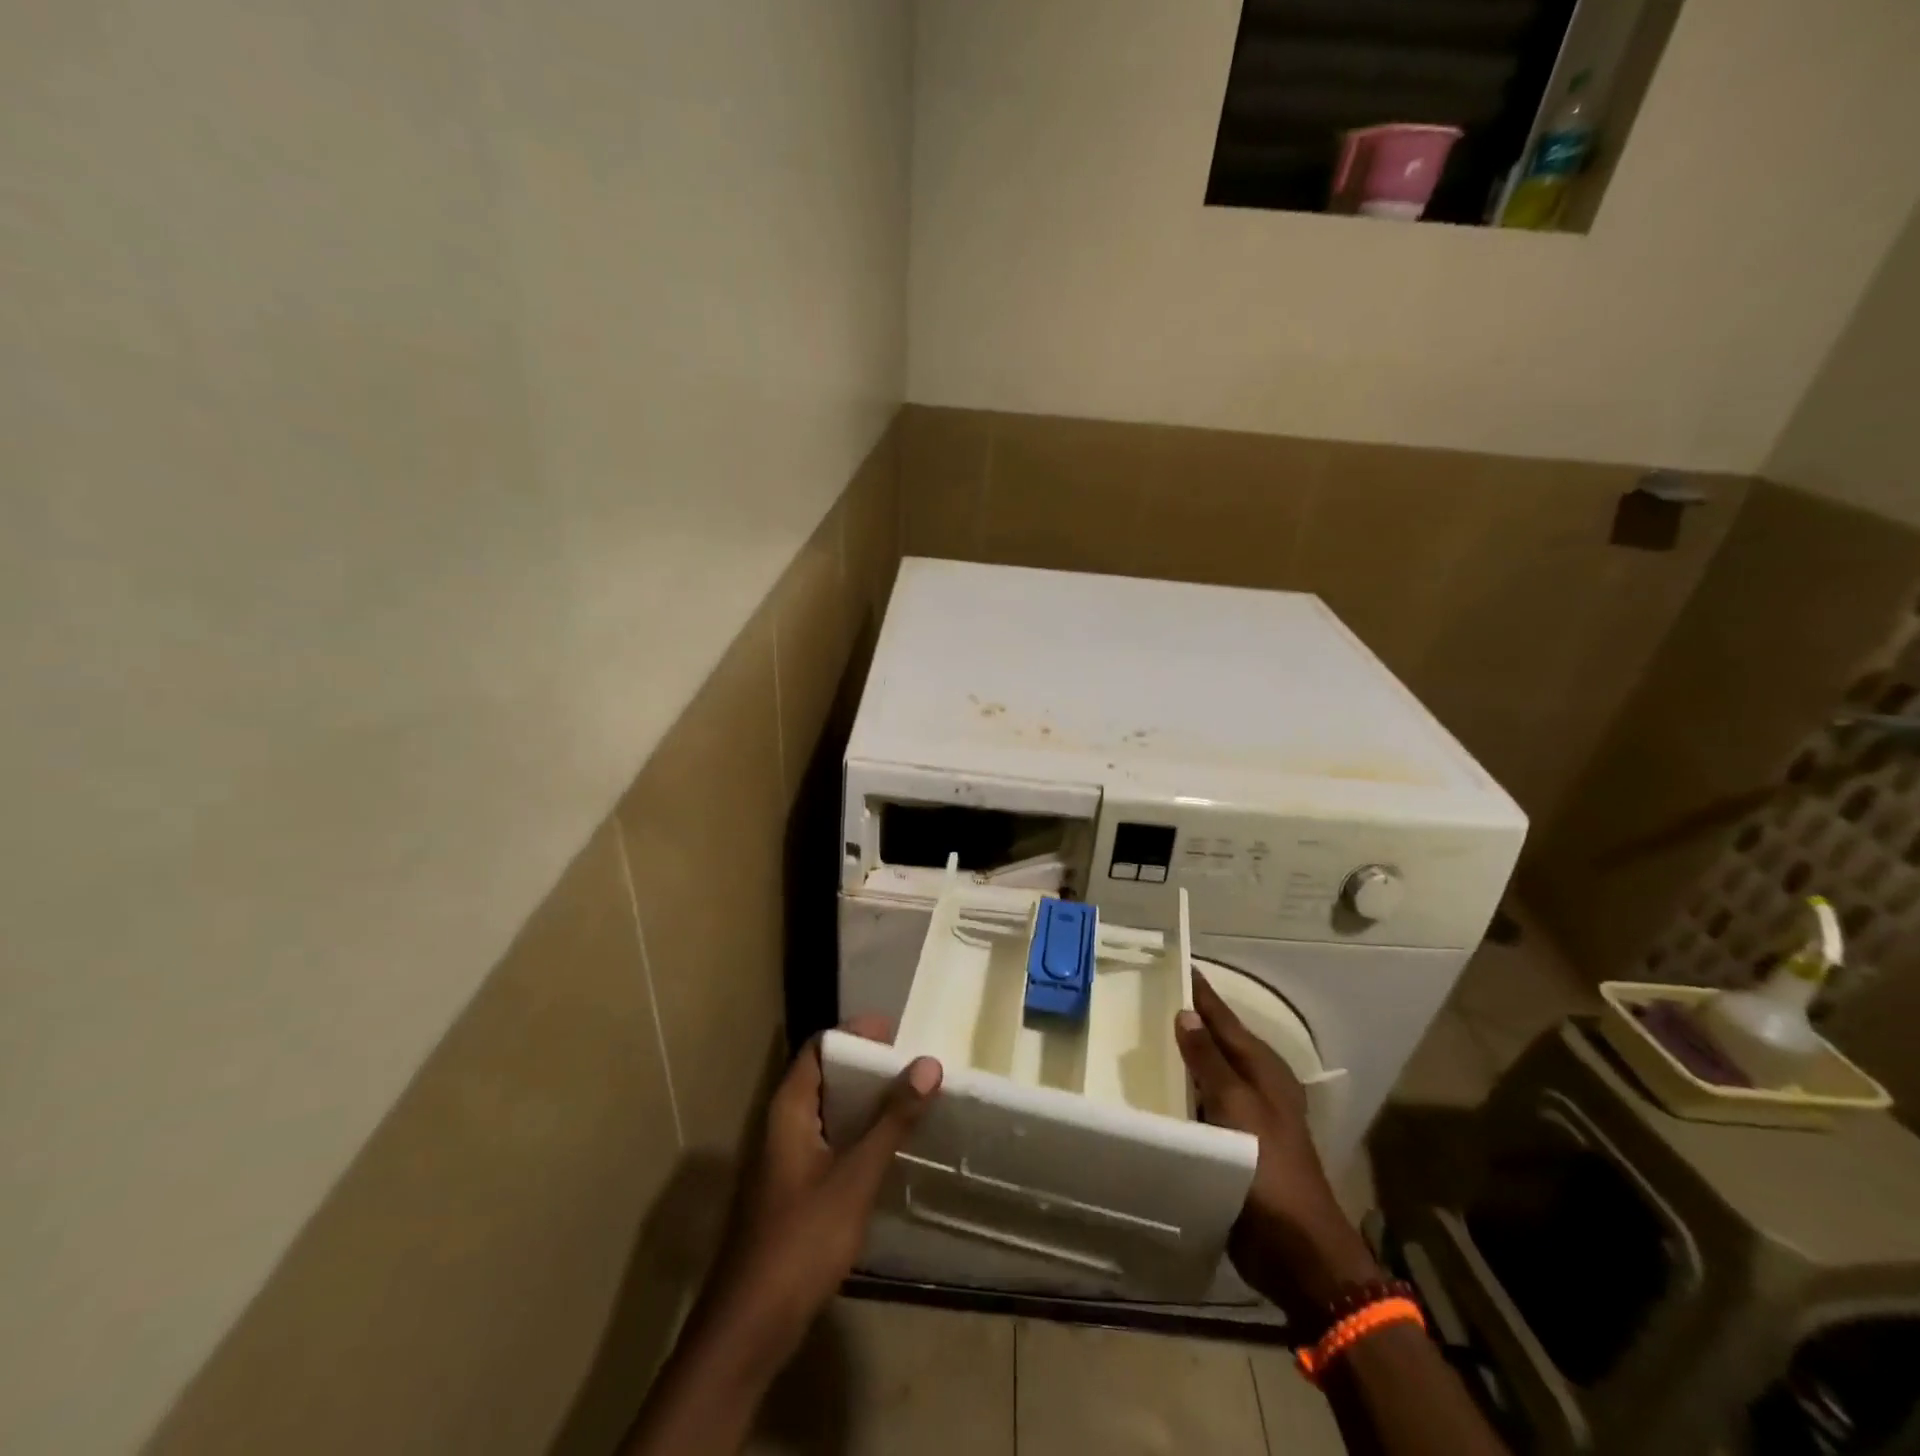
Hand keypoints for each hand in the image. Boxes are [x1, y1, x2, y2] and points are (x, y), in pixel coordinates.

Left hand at [702, 1017, 942, 1370]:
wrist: (750, 1327)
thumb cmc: (801, 1240)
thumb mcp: (854, 1176)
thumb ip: (891, 1120)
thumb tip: (928, 1063)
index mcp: (789, 1108)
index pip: (819, 1047)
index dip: (854, 1033)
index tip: (896, 1030)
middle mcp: (782, 1124)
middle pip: (824, 1075)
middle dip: (866, 1065)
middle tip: (911, 1063)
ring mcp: (784, 1159)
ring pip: (828, 1110)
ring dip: (864, 1100)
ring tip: (909, 1097)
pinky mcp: (793, 1189)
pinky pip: (829, 1140)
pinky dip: (857, 1131)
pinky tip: (887, 1146)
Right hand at [1176, 974, 1379, 1320]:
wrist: (1295, 1250)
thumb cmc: (1268, 1168)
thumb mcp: (1237, 1106)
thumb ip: (1209, 1060)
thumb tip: (1186, 1014)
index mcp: (1264, 1068)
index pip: (1224, 1018)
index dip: (1199, 992)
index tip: (1172, 963)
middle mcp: (1256, 1085)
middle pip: (1215, 1042)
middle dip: (1186, 1020)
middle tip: (1144, 996)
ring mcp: (1245, 1116)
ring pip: (1206, 1074)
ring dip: (1180, 1057)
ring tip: (1139, 1035)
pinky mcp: (1232, 1144)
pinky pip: (1200, 1105)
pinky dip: (1179, 1093)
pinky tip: (1152, 1090)